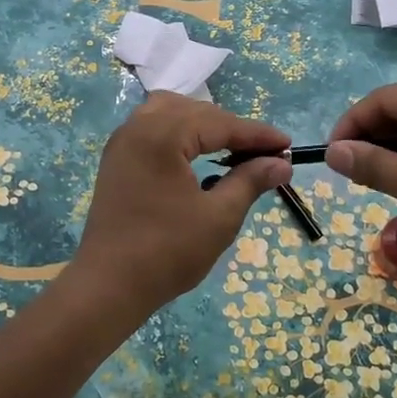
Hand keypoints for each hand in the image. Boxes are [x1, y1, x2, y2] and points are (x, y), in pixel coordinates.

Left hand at [69, 93, 290, 313]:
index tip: (287, 146)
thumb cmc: (167, 252)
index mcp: (162, 135)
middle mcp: (138, 127)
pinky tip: (195, 155)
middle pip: (195, 112)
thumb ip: (250, 181)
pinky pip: (152, 128)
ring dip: (202, 126)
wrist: (108, 285)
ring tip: (229, 149)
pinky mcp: (116, 159)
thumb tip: (281, 164)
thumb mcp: (219, 217)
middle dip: (231, 128)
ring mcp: (122, 142)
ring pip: (170, 113)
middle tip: (263, 154)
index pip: (220, 123)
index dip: (257, 134)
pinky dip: (178, 134)